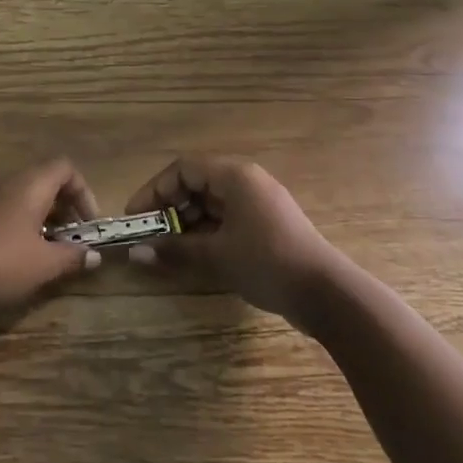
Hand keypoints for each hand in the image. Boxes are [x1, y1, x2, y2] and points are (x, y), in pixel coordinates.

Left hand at [0, 159, 102, 309]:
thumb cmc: (0, 261)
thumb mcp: (44, 264)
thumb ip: (72, 257)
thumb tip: (93, 255)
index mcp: (31, 185)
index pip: (65, 168)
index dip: (84, 192)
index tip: (89, 224)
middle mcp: (9, 182)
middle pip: (46, 180)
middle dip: (66, 207)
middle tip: (72, 238)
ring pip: (26, 196)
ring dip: (45, 218)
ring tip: (49, 250)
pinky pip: (8, 208)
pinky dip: (23, 224)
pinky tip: (20, 255)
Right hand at [126, 156, 339, 320]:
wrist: (327, 293)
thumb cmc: (267, 262)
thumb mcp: (216, 255)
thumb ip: (174, 249)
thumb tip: (135, 253)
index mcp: (234, 175)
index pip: (183, 168)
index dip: (154, 189)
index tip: (136, 217)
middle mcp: (246, 181)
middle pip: (197, 183)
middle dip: (170, 208)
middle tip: (151, 235)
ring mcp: (259, 203)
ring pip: (212, 202)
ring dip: (187, 222)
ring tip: (170, 249)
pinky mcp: (267, 224)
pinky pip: (227, 218)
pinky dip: (208, 232)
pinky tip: (196, 255)